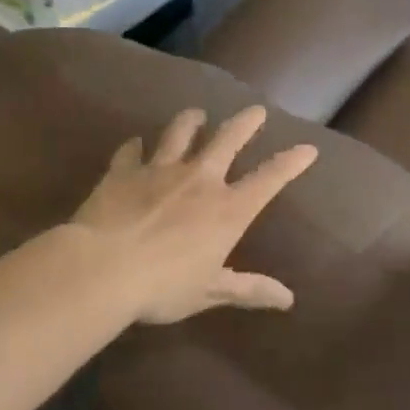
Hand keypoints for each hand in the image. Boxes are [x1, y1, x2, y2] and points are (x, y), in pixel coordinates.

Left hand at [66, 105, 317, 324]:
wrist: (101, 269)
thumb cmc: (163, 286)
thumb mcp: (211, 292)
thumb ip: (249, 290)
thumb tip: (289, 299)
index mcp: (228, 210)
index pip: (269, 179)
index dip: (291, 162)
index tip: (308, 148)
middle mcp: (200, 180)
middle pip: (228, 139)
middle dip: (245, 123)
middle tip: (256, 110)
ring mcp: (160, 171)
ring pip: (180, 133)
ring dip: (191, 121)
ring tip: (197, 113)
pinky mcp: (123, 172)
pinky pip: (131, 152)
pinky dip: (134, 146)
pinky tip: (135, 143)